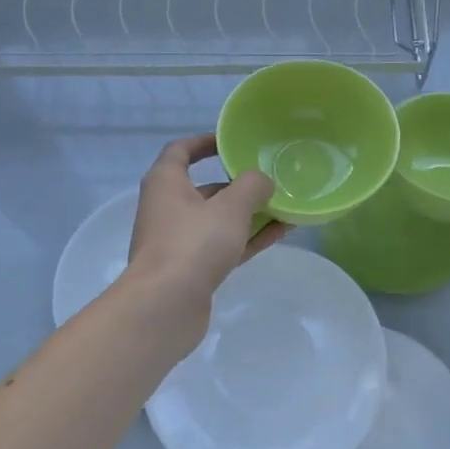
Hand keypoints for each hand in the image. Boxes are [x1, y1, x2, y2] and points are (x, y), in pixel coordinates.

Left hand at [122, 133, 285, 326]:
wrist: (165, 306)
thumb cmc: (193, 243)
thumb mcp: (230, 207)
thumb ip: (252, 185)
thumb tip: (262, 181)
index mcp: (166, 183)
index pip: (181, 150)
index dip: (205, 142)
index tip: (232, 141)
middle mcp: (167, 208)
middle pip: (204, 188)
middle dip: (237, 183)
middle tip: (269, 178)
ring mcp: (178, 241)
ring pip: (218, 220)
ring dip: (248, 213)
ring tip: (284, 205)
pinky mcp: (191, 269)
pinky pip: (224, 245)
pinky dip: (248, 237)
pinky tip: (279, 233)